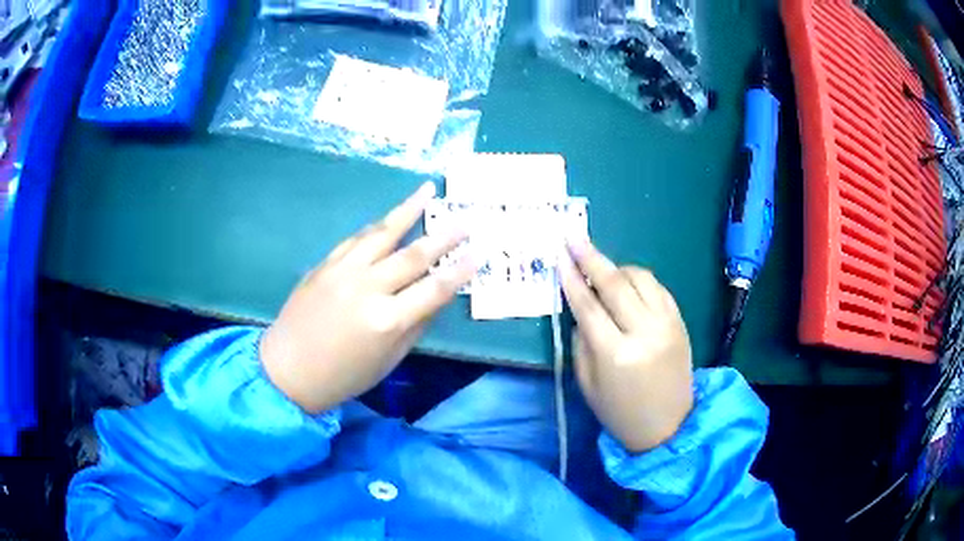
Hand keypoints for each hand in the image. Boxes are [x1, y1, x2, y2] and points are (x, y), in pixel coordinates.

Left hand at [260, 182, 474, 413]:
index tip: (478, 254)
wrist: (288, 370)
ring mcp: (343, 271)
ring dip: (408, 210)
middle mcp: (367, 289)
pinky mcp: (325, 264)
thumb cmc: (342, 376)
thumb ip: (416, 326)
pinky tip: (390, 217)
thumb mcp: (388, 360)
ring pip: (382, 234)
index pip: (435, 289)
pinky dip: (376, 226)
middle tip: (465, 220)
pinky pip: (356, 239)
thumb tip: (436, 297)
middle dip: (444, 236)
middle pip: (413, 255)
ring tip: (428, 191)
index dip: (460, 270)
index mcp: (387, 321)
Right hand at [560, 239, 693, 452]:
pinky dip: (639, 279)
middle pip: (615, 284)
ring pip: (640, 278)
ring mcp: (667, 324)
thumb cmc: (620, 412)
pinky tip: (628, 283)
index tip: (559, 255)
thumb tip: (581, 307)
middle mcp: (644, 332)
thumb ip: (581, 342)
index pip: (588, 305)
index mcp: (616, 354)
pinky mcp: (681, 321)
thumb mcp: (587, 384)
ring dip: (617, 267)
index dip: (571, 278)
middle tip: (573, 238)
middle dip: (591, 257)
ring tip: (601, 269)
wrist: (668, 426)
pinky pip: (658, 288)